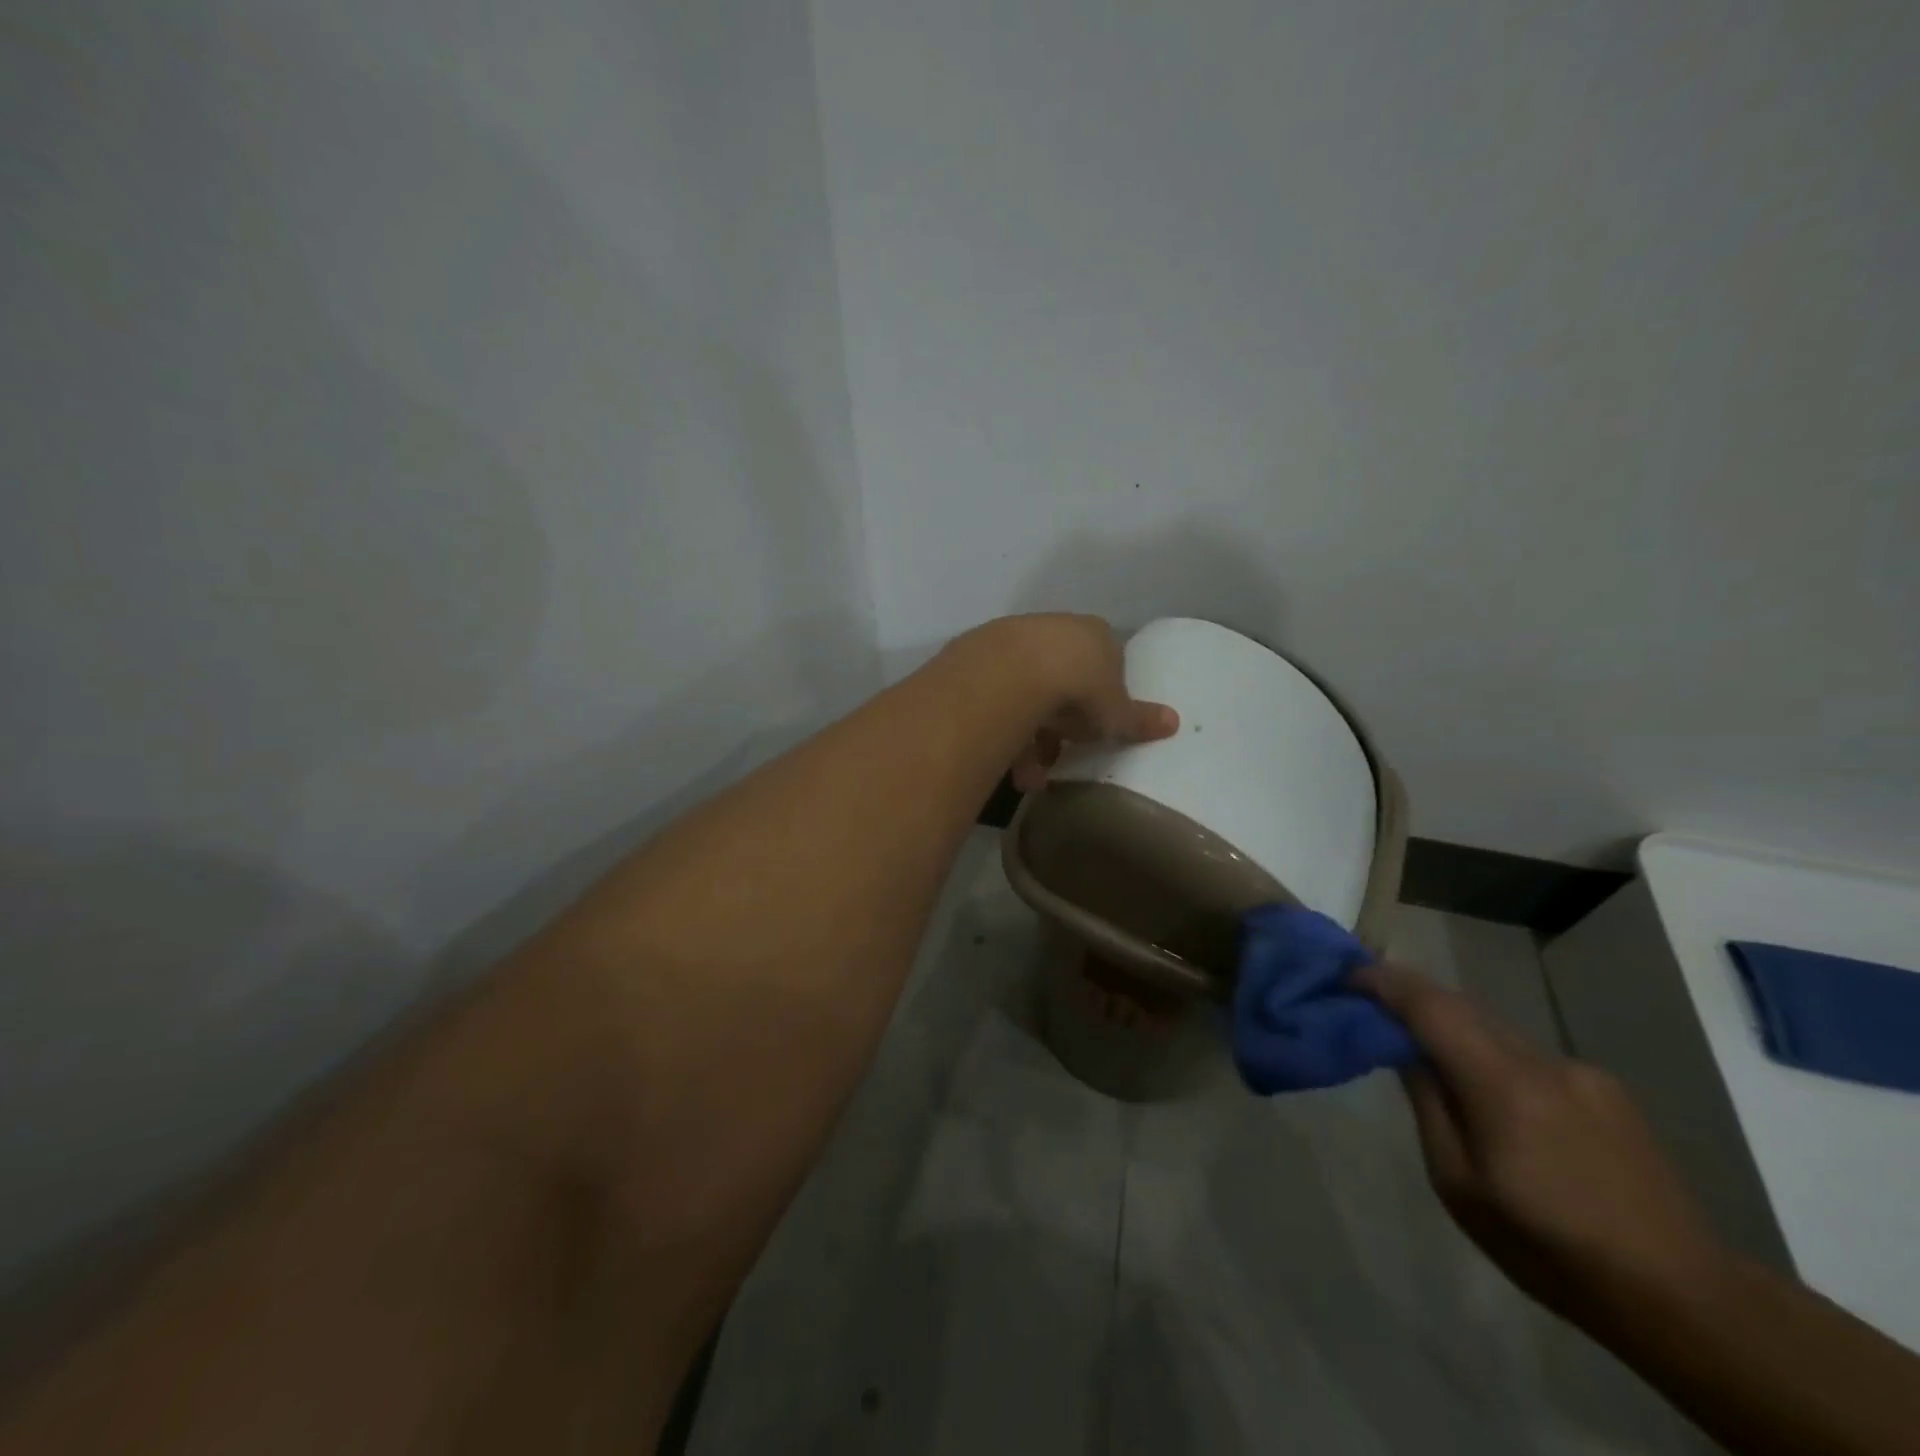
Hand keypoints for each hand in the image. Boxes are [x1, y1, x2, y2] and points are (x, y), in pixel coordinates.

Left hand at [967, 615, 1177, 790]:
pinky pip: (997, 702)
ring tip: (1032, 775)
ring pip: (1026, 694)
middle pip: (1062, 679)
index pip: (1104, 662)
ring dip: (1032, 737)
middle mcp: (1052, 630)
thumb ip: (1138, 718)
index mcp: (1092, 633)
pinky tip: (1010, 767)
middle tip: (1062, 753)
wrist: (1013, 672)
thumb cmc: (1080, 687)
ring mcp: (1012, 641)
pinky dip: (1005, 734)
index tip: (1097, 727)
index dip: (1102, 697)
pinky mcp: (978, 661)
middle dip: (1062, 722)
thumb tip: (1173, 722)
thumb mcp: (1116, 710)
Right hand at [1354, 960, 1726, 1331]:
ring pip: (1497, 1032)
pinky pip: (1529, 1056)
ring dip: (1456, 1035)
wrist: (1683, 1297)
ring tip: (1432, 1064)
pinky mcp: (1607, 1090)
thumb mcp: (1459, 1185)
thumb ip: (1428, 1106)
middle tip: (1374, 1010)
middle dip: (1414, 1002)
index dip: (1384, 981)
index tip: (1348, 972)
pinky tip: (1499, 1104)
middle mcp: (1542, 1061)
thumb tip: (1405, 1051)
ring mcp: (1581, 1072)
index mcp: (1502, 1085)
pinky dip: (1495, 1059)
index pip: (1430, 1006)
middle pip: (1462, 1008)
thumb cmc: (1550, 1249)